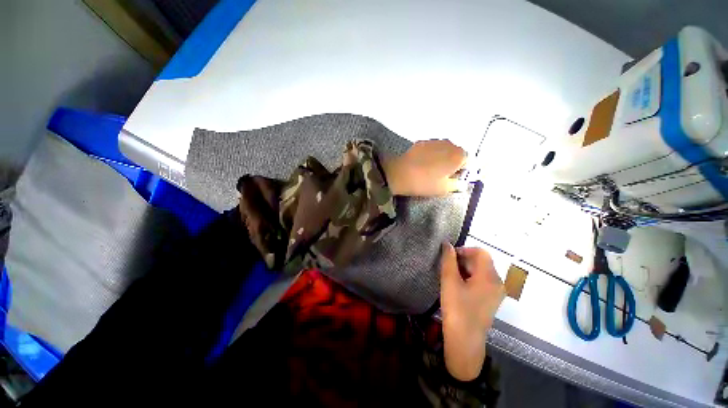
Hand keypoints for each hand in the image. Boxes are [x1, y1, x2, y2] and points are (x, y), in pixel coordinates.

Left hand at [383, 139, 466, 195]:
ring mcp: (435, 141)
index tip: (453, 178)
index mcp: (458, 155)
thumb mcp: (443, 189)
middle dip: (452, 162)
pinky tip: (422, 163)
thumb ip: (457, 185)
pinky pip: (432, 147)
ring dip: (442, 157)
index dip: (462, 170)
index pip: (468, 161)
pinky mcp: (422, 141)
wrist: (399, 173)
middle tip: (442, 174)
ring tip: (430, 169)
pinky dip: (431, 154)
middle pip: (456, 153)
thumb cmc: (424, 183)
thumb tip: (463, 183)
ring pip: (444, 149)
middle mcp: (449, 144)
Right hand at [440, 243, 504, 380]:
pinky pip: (483, 281)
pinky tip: (458, 286)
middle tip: (448, 268)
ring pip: (481, 271)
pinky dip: (470, 278)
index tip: (449, 257)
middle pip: (482, 261)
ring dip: (466, 268)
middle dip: (464, 259)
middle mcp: (498, 283)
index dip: (464, 250)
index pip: (480, 252)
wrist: (465, 341)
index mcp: (490, 277)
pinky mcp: (492, 300)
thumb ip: (448, 260)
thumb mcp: (449, 281)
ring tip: (451, 277)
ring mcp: (496, 292)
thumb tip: (447, 244)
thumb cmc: (457, 309)